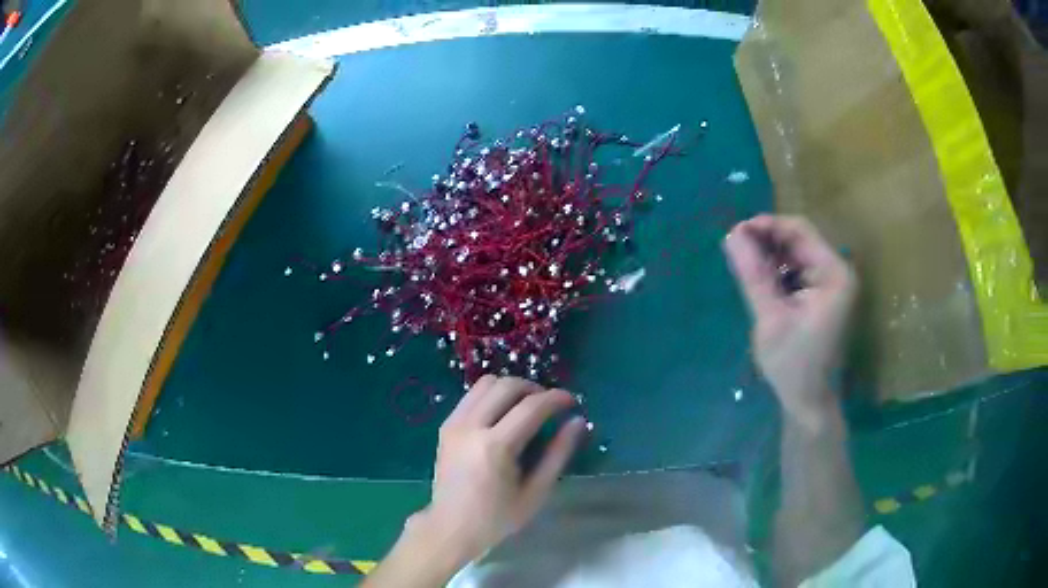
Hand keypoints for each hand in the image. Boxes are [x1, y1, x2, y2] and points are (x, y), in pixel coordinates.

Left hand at [412, 375, 585, 566]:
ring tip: (527, 405)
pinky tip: (503, 413)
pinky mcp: (446, 426)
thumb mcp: (535, 492)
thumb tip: (577, 422)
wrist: (451, 527)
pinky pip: (471, 396)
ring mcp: (454, 424)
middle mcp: (471, 427)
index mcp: (495, 447)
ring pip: (486, 383)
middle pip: (507, 385)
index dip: (556, 398)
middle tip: (550, 404)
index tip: (571, 401)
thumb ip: (558, 454)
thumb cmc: (497, 517)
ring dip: (511, 387)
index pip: (531, 407)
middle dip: (534, 388)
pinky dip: (492, 395)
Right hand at [724, 215, 856, 423]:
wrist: (809, 402)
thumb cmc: (793, 364)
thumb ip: (753, 274)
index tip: (735, 232)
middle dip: (766, 241)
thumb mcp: (770, 318)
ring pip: (796, 255)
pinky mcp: (823, 296)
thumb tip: (731, 235)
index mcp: (834, 274)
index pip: (800, 231)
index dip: (767, 225)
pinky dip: (777, 272)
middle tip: (735, 248)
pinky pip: (798, 271)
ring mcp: (832, 285)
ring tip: (743, 264)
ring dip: (770, 256)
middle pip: (799, 241)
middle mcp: (837, 272)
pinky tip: (759, 281)